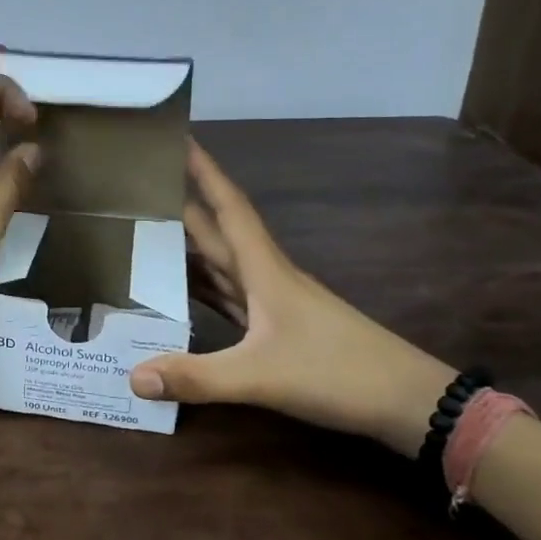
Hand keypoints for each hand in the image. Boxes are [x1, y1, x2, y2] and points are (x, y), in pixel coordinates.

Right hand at [129, 142, 456, 456]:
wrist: (407, 402)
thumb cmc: (338, 372)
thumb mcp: (261, 376)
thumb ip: (197, 377)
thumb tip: (134, 377)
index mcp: (265, 271)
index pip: (228, 207)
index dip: (204, 171)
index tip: (179, 137)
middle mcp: (266, 278)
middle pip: (218, 232)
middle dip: (184, 204)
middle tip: (143, 185)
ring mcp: (274, 304)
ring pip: (222, 264)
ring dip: (190, 246)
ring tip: (148, 232)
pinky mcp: (277, 329)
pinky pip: (228, 297)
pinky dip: (203, 288)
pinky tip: (181, 292)